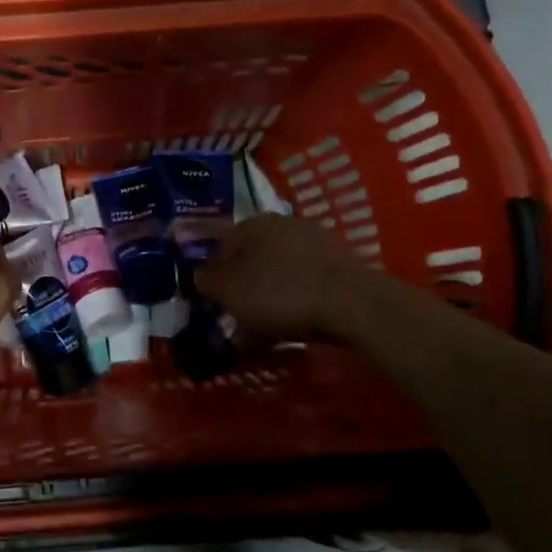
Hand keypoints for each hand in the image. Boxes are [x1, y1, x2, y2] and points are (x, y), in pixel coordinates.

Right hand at [193, 214, 353, 341]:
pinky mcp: (341, 264)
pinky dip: (298, 300)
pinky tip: (297, 323)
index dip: (213, 275)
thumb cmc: (280, 292)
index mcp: (252, 223)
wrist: (353, 304)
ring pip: (280, 270)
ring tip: (268, 328)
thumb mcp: (228, 290)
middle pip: (252, 257)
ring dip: (271, 295)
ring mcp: (316, 241)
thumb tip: (199, 274)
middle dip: (244, 286)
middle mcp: (283, 223)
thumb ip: (206, 279)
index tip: (213, 303)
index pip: (220, 246)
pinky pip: (306, 282)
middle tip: (240, 318)